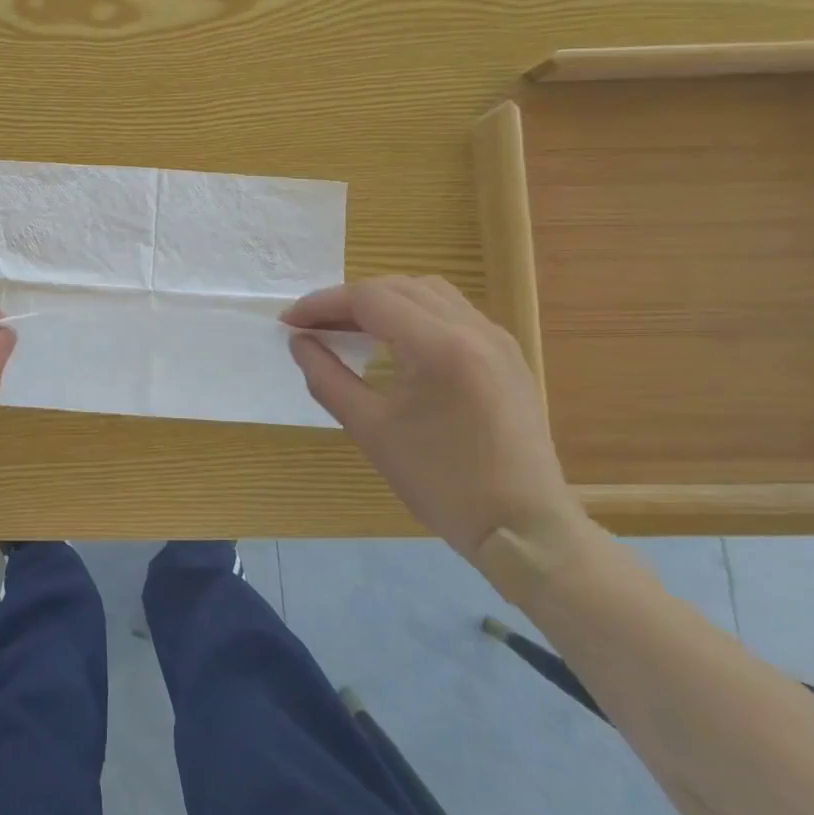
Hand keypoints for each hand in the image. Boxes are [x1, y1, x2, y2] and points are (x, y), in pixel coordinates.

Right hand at [283, 276, 585, 567]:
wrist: (524, 527)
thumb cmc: (442, 483)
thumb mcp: (371, 430)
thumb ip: (327, 378)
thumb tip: (299, 342)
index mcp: (439, 346)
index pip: (369, 299)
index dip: (322, 304)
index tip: (289, 322)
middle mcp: (472, 328)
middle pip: (397, 287)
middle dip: (348, 300)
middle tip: (312, 325)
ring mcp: (496, 339)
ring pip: (428, 293)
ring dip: (383, 301)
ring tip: (349, 327)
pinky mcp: (506, 355)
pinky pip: (452, 312)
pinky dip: (414, 313)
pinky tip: (395, 342)